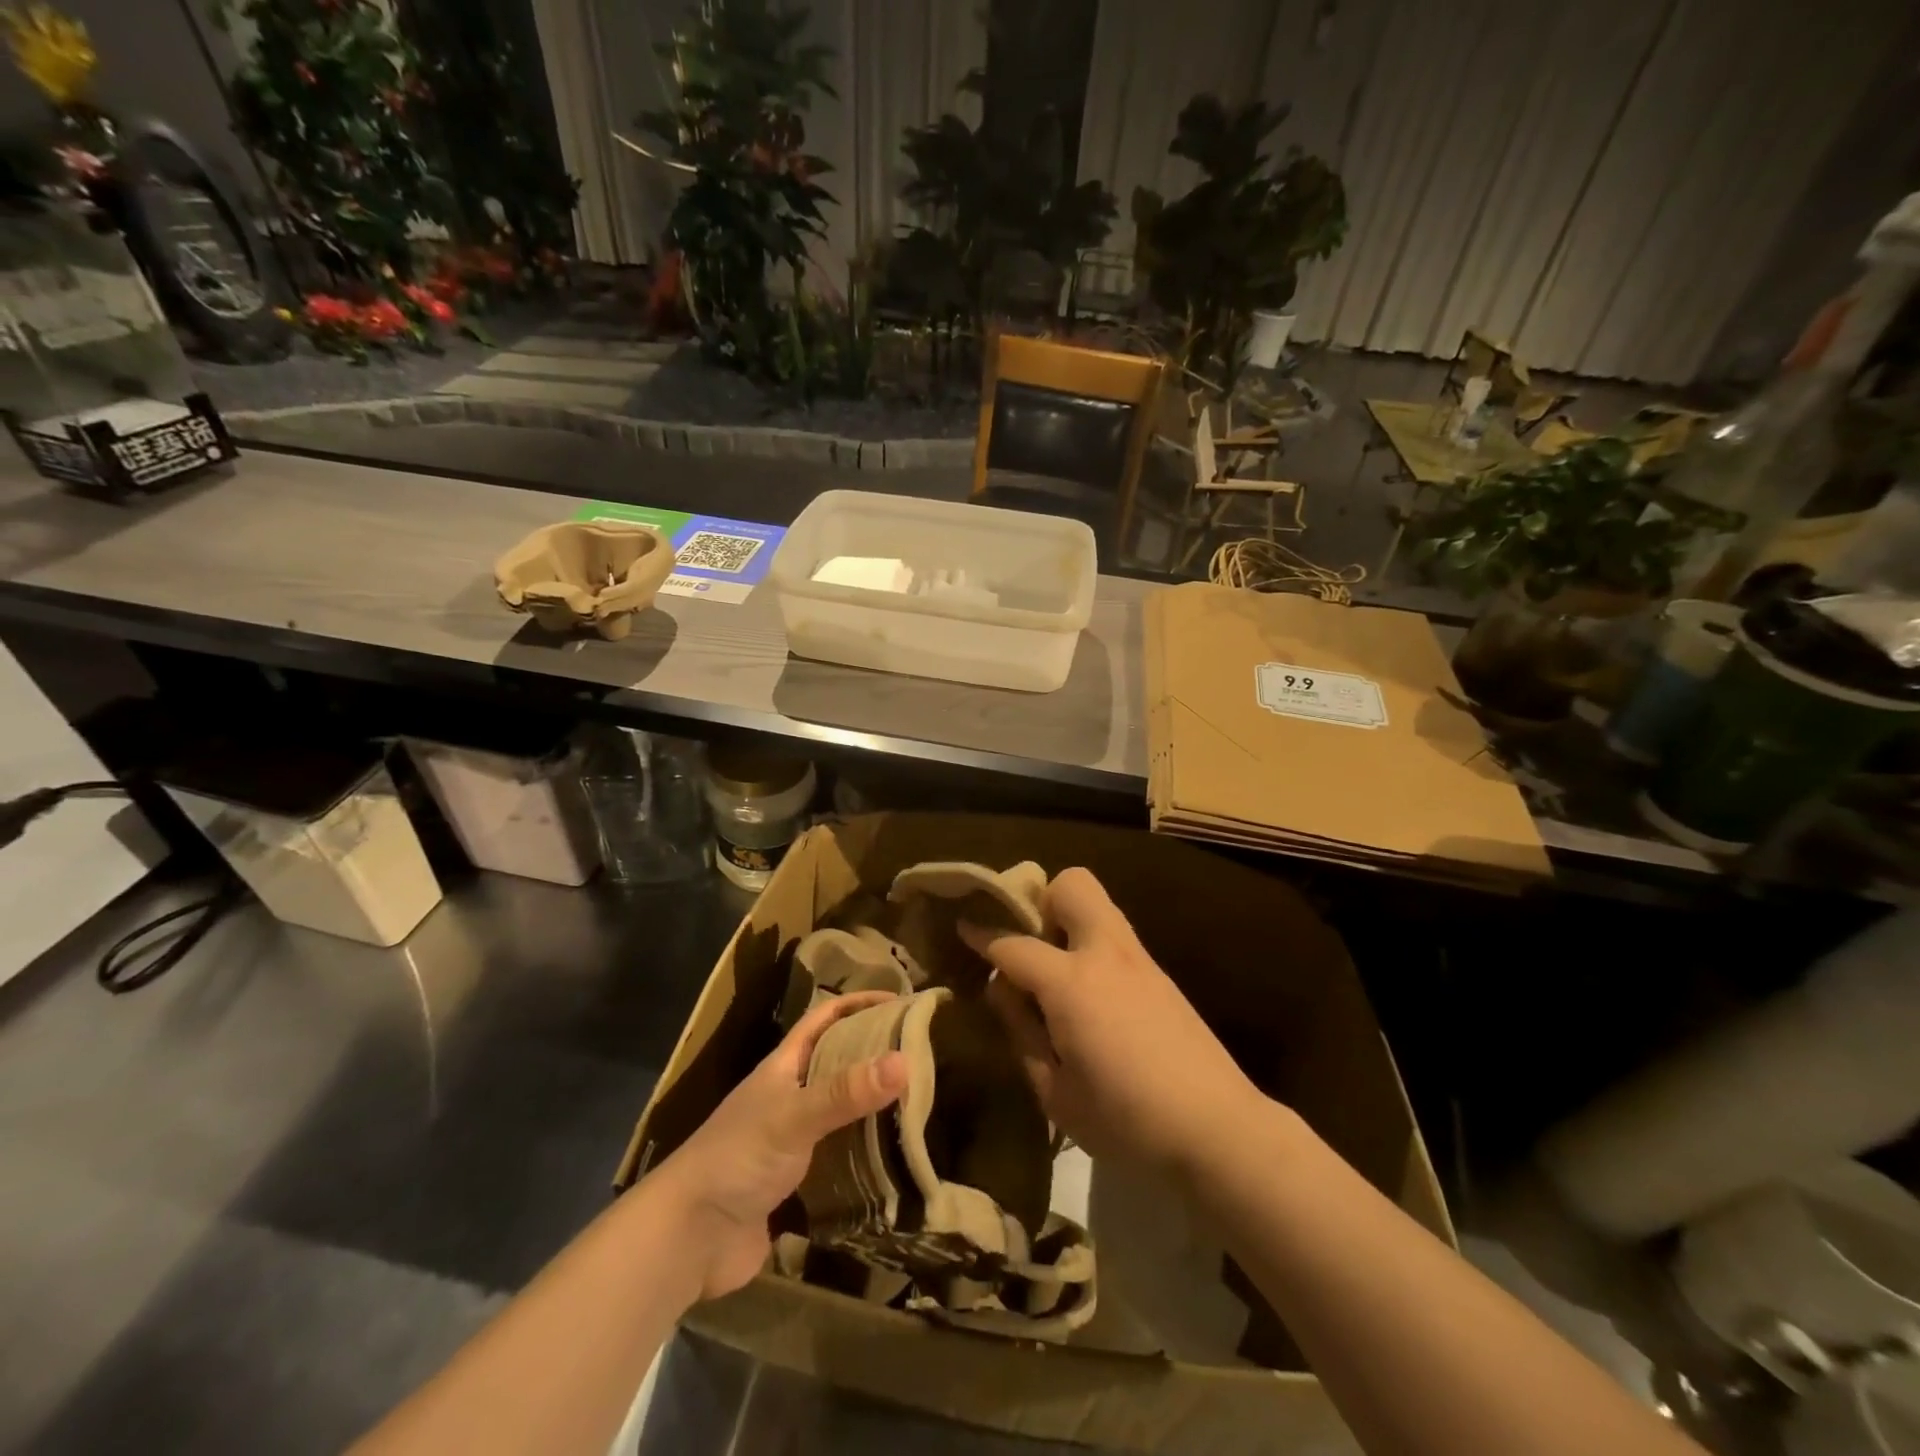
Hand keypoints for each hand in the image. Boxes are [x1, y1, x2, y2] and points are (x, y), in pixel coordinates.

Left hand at [653, 992, 906, 1301]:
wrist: (688, 1240)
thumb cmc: (737, 1159)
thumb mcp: (794, 1116)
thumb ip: (846, 1091)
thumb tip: (905, 1060)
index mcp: (784, 1066)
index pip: (825, 1018)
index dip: (860, 1003)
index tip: (903, 1002)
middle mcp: (790, 1096)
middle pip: (839, 1062)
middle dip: (876, 1054)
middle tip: (924, 1055)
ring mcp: (792, 1141)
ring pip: (842, 1111)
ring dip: (875, 1107)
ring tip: (922, 1104)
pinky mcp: (797, 1184)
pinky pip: (841, 1158)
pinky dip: (866, 1156)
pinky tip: (897, 1161)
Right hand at [961, 867, 1263, 1175]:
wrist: (1218, 1128)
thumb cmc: (1126, 1120)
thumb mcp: (1055, 1093)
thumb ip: (1021, 1032)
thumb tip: (1003, 989)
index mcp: (1072, 983)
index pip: (1013, 945)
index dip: (982, 935)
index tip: (963, 927)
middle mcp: (1105, 953)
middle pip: (1071, 885)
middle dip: (1042, 901)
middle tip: (1028, 942)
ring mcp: (1139, 958)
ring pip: (1098, 902)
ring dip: (1068, 920)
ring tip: (1054, 970)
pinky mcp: (1160, 973)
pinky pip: (1114, 935)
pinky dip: (1091, 945)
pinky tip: (1090, 995)